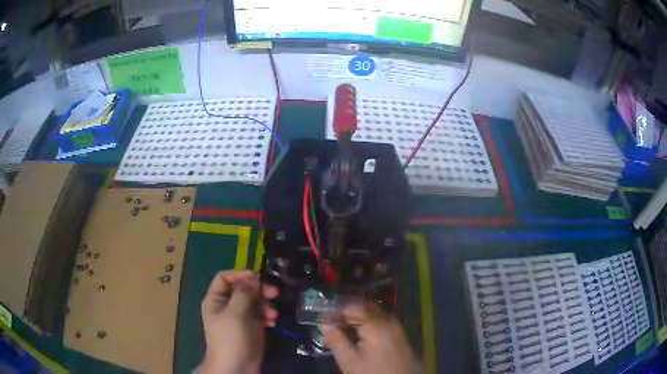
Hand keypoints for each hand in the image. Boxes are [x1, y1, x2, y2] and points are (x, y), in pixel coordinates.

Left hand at [200, 270, 278, 373]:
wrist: (237, 366)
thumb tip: (253, 278)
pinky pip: (260, 314)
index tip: (257, 277)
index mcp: (216, 300)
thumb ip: (243, 294)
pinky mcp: (251, 326)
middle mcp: (227, 305)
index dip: (239, 274)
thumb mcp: (234, 314)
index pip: (224, 278)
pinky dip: (267, 316)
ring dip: (265, 304)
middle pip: (242, 288)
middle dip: (258, 290)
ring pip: (254, 301)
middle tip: (274, 293)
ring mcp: (240, 316)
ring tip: (273, 314)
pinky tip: (272, 322)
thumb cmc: (230, 338)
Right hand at [322, 303, 416, 373]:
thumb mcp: (350, 361)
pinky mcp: (399, 335)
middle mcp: (389, 320)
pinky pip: (380, 322)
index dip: (335, 311)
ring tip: (340, 329)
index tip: (322, 319)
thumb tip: (325, 325)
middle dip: (345, 313)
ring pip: (372, 314)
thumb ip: (336, 341)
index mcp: (377, 324)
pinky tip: (356, 335)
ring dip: (356, 319)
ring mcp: (396, 327)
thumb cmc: (373, 373)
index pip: (353, 307)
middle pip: (364, 308)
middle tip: (329, 323)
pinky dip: (366, 324)